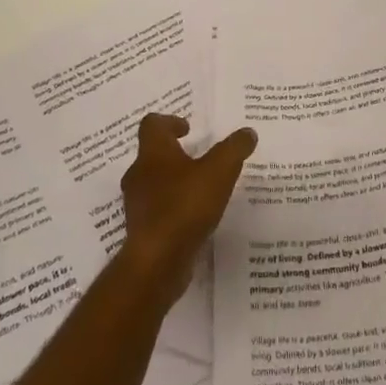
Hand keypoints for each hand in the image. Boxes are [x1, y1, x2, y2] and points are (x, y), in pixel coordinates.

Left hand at [119, 113, 257, 303]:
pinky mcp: (142, 231)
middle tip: (199, 158)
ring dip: (173, 182)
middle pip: (152, 154)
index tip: (188, 129)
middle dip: (174, 154)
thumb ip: (234, 149)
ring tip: (201, 189)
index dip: (170, 122)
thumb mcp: (219, 171)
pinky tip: (195, 218)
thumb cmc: (185, 206)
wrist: (157, 262)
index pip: (152, 125)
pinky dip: (173, 208)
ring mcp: (137, 205)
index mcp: (153, 153)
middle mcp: (139, 175)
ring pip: (154, 184)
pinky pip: (157, 211)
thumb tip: (248, 132)